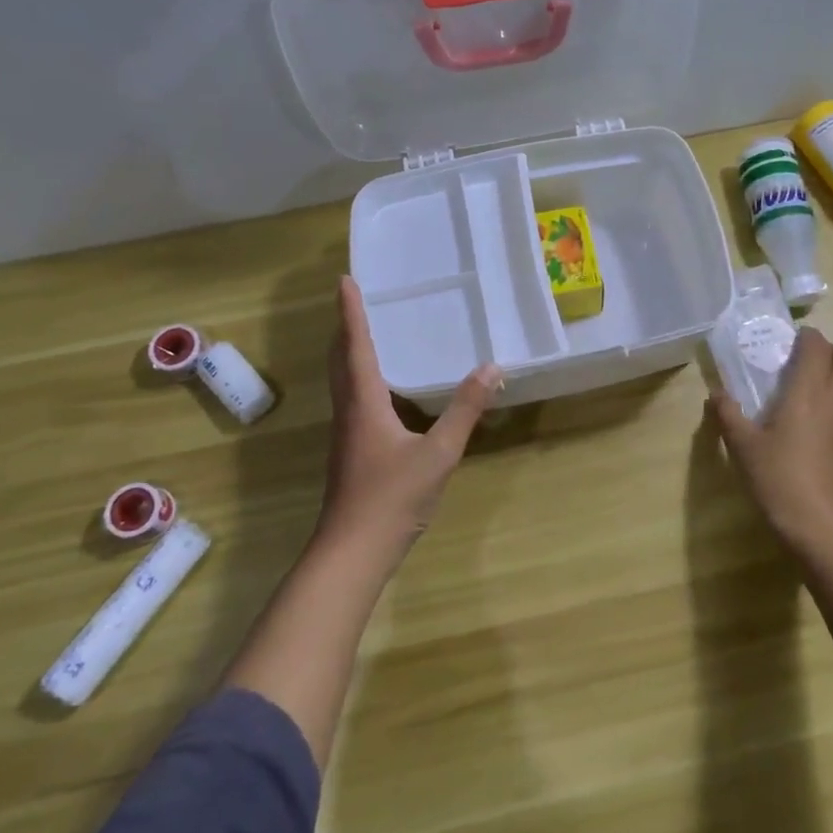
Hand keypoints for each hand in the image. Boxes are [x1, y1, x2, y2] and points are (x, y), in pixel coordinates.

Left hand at [320, 276, 501, 552]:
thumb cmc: (393, 497)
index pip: (356, 346)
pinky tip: (379, 391)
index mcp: (364, 403)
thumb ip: (465, 410)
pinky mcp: (351, 453)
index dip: (351, 313)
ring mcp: (346, 434)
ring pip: (343, 382)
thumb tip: (492, 368)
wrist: (353, 552)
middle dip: (345, 328)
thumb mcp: (439, 453)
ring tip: (364, 334)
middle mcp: (349, 412)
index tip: (345, 280)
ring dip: (348, 352)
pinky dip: (359, 379)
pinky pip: (352, 400)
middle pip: (340, 360)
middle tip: (354, 300)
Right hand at [710, 327, 832, 544]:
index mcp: (808, 391)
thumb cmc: (778, 478)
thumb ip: (728, 415)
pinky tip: (822, 411)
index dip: (806, 337)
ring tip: (817, 379)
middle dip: (828, 349)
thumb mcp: (743, 446)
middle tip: (802, 357)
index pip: (817, 347)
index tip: (788, 340)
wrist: (820, 525)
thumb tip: (716, 394)